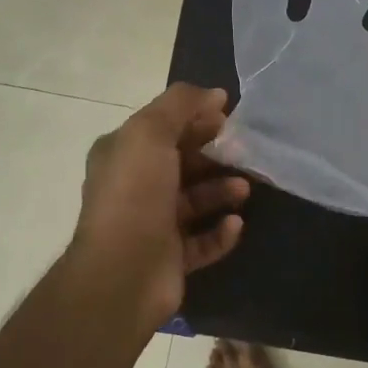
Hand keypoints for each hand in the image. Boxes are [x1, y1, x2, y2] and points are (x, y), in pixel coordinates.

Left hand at [65, 83, 249, 329]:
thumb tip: (214, 94)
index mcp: (123, 155)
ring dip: (221, 192)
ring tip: (244, 189)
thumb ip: (181, 105)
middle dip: (213, 155)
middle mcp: (134, 187)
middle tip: (244, 152)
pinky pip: (202, 241)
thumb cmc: (135, 195)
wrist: (123, 273)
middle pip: (180, 163)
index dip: (195, 117)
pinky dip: (220, 232)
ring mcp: (152, 225)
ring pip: (194, 201)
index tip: (228, 116)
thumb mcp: (150, 133)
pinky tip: (236, 225)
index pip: (162, 127)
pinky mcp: (170, 258)